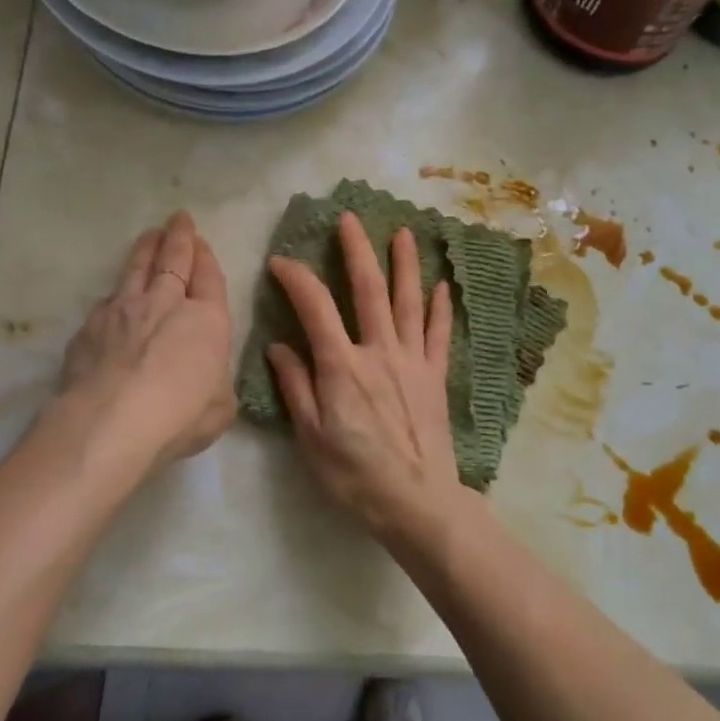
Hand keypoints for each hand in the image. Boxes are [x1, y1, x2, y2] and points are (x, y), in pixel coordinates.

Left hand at [60, 211, 234, 466]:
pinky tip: (114, 297)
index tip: (201, 242)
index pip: (209, 278)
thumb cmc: (180, 415)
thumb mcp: (221, 406)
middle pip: (173, 260)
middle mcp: (166, 304)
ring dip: (145, 249)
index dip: (206, 258)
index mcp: (206, 320)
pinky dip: (116, 294)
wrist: (112, 420)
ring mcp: (123, 310)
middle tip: (178, 219)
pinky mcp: (90, 326)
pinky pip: (107, 300)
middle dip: (178, 237)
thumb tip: (208, 379)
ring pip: (136, 269)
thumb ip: (217, 384)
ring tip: (149, 235)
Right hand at [266, 212, 465, 543]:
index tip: (281, 261)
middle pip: (368, 290)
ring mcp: (413, 361)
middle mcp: (379, 352)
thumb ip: (295, 386)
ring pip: (408, 302)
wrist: (416, 501)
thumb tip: (277, 346)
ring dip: (404, 265)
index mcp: (342, 366)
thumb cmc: (354, 475)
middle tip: (350, 219)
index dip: (296, 278)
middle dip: (357, 251)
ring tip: (403, 233)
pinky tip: (442, 285)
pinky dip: (439, 308)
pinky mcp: (435, 376)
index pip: (315, 307)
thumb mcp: (311, 437)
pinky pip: (439, 334)